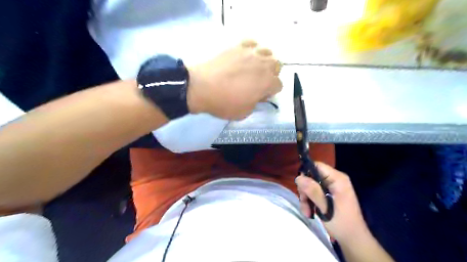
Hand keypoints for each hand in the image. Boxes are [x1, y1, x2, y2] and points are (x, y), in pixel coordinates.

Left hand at [187, 40, 282, 119]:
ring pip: (267, 52)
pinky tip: (245, 56)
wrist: (201, 87)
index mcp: (267, 82)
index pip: (278, 85)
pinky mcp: (237, 47)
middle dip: (271, 74)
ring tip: (254, 67)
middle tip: (259, 81)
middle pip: (277, 65)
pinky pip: (252, 43)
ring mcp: (250, 53)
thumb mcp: (244, 112)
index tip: (260, 96)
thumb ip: (255, 103)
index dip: (271, 92)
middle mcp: (263, 65)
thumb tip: (257, 95)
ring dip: (264, 60)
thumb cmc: (224, 103)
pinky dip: (252, 49)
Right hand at [295, 162, 367, 243]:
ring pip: (311, 186)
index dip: (306, 173)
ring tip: (307, 212)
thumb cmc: (342, 223)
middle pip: (312, 177)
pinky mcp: (330, 195)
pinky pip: (315, 193)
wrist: (354, 240)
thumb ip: (312, 191)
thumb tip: (298, 177)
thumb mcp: (325, 207)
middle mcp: (335, 180)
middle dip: (305, 190)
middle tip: (304, 204)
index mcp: (338, 179)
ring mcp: (333, 187)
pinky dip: (310, 202)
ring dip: (306, 198)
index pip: (317, 166)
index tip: (300, 187)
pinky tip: (310, 212)